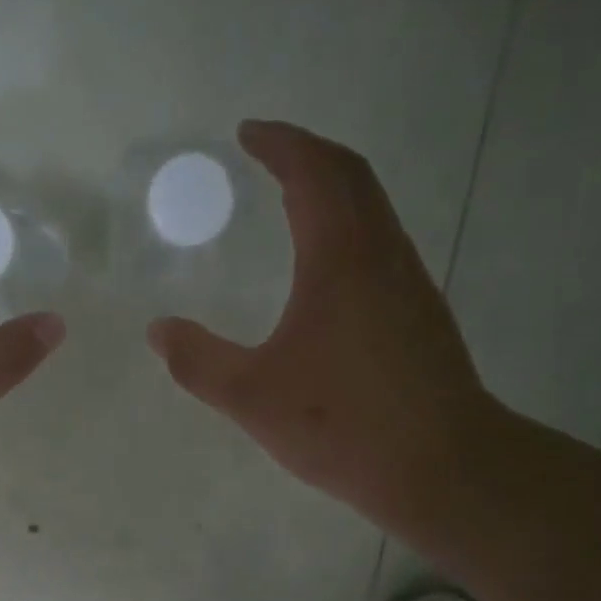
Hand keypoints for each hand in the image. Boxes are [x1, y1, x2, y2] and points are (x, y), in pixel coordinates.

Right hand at [146, 120, 495, 535]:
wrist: (440, 466)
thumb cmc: (342, 424)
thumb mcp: (252, 396)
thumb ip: (199, 361)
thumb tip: (159, 331)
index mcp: (342, 258)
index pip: (314, 172)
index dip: (281, 144)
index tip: (248, 133)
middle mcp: (383, 255)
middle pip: (353, 178)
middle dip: (309, 155)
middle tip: (269, 155)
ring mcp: (410, 285)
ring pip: (374, 211)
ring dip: (335, 191)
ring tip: (293, 203)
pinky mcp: (422, 317)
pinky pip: (382, 246)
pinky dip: (350, 230)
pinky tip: (328, 271)